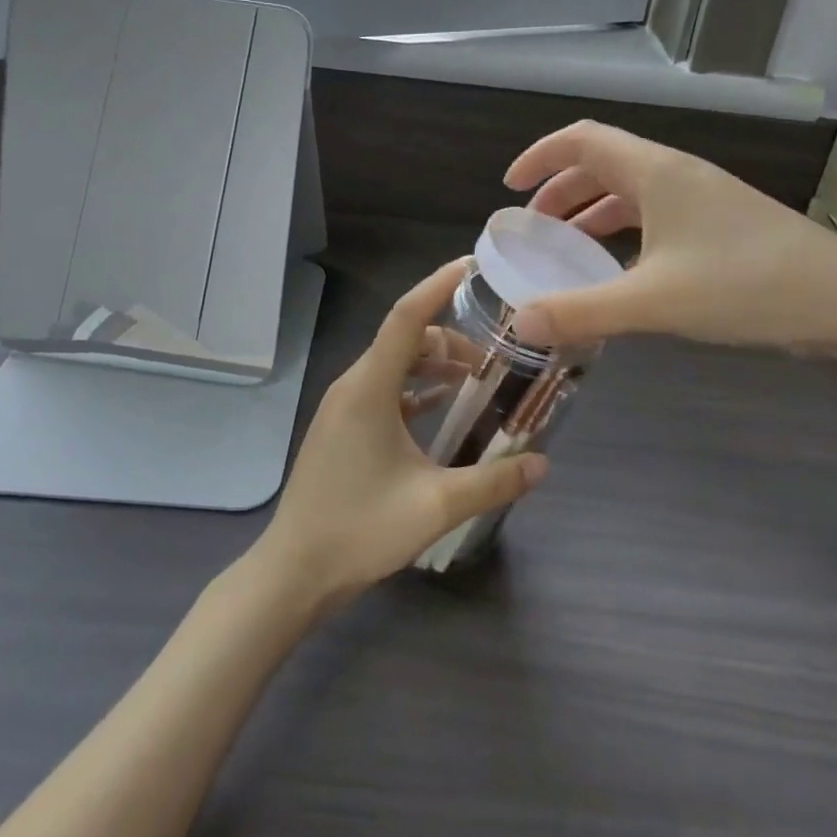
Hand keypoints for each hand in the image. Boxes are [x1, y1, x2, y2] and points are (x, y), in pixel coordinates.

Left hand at [252, 259, 546, 606]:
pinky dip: (416, 387)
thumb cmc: (359, 530)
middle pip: (406, 339)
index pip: (406, 317)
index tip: (473, 266)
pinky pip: (385, 389)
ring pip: (395, 364)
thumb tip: (542, 464)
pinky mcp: (343, 427)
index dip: (439, 285)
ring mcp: (344, 406)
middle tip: (497, 353)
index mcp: (369, 388)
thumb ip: (493, 482)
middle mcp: (353, 385)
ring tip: (478, 378)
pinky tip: (445, 406)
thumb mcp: (435, 507)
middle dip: (451, 337)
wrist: (294, 571)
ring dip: (434, 364)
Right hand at [504, 120, 836, 354]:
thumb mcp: (654, 301)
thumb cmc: (745, 285)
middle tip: (532, 228)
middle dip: (560, 191)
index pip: (582, 140)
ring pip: (630, 192)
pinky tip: (619, 270)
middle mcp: (676, 175)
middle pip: (603, 165)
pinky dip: (623, 234)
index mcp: (656, 172)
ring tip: (566, 248)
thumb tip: (520, 323)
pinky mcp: (720, 225)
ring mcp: (702, 199)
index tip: (509, 187)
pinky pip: (655, 217)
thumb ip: (582, 311)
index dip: (540, 156)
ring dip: (591, 213)